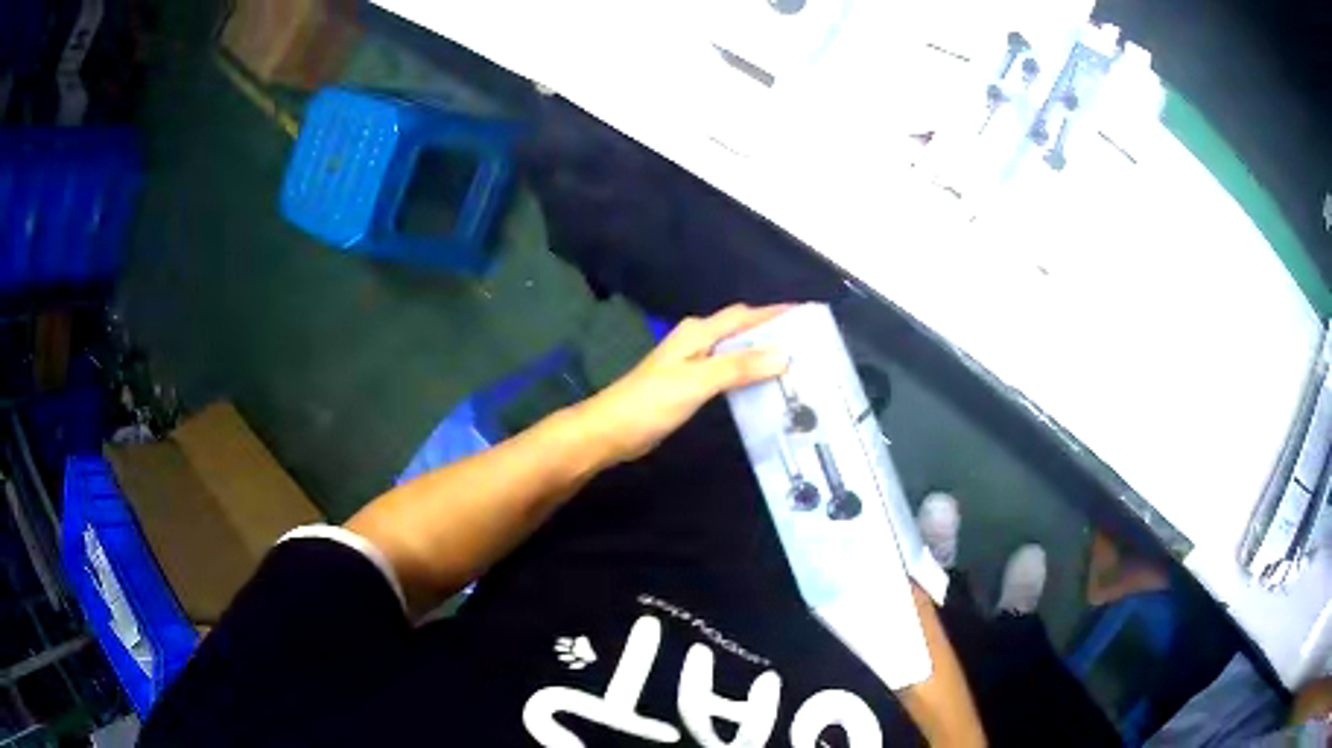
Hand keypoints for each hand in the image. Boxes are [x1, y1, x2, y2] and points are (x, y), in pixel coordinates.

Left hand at [572, 304, 791, 465]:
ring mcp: (692, 364)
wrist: (612, 430)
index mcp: (699, 333)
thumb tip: (783, 354)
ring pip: (735, 352)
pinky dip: (746, 375)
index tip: (808, 316)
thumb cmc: (651, 402)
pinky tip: (763, 389)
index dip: (774, 313)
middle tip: (809, 346)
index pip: (744, 315)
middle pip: (741, 330)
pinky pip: (727, 373)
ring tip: (795, 367)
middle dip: (772, 333)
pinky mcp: (689, 385)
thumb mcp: (697, 382)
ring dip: (761, 356)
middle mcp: (697, 342)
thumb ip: (738, 367)